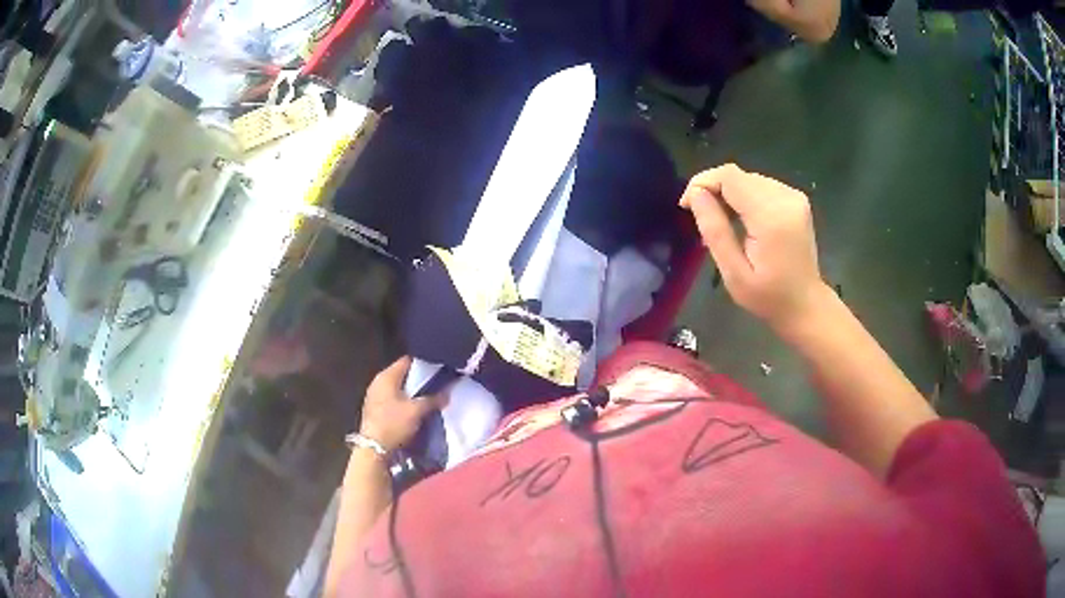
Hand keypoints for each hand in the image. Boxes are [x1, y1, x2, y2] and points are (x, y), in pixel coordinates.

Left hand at [359, 357, 445, 452]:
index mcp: (386, 376)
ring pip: (397, 388)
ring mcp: (374, 396)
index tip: (437, 369)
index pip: (407, 361)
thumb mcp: (416, 411)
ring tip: (427, 397)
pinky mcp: (375, 408)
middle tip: (435, 385)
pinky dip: (403, 401)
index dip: (423, 363)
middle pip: (402, 374)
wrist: (373, 448)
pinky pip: (392, 398)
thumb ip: (432, 400)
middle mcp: (378, 382)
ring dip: (411, 392)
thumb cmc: (393, 423)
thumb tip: (447, 394)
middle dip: (418, 379)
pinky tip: (413, 409)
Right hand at [680, 164, 830, 332]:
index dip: (702, 183)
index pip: (729, 177)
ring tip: (721, 222)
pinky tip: (741, 219)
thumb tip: (695, 194)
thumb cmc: (768, 297)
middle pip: (738, 175)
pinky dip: (744, 196)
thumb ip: (715, 230)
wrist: (806, 305)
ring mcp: (793, 196)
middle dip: (713, 189)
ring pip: (748, 178)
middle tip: (702, 219)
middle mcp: (785, 198)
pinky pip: (761, 186)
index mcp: (771, 216)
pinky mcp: (796, 199)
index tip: (686, 206)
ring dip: (728, 193)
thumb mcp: (734, 273)